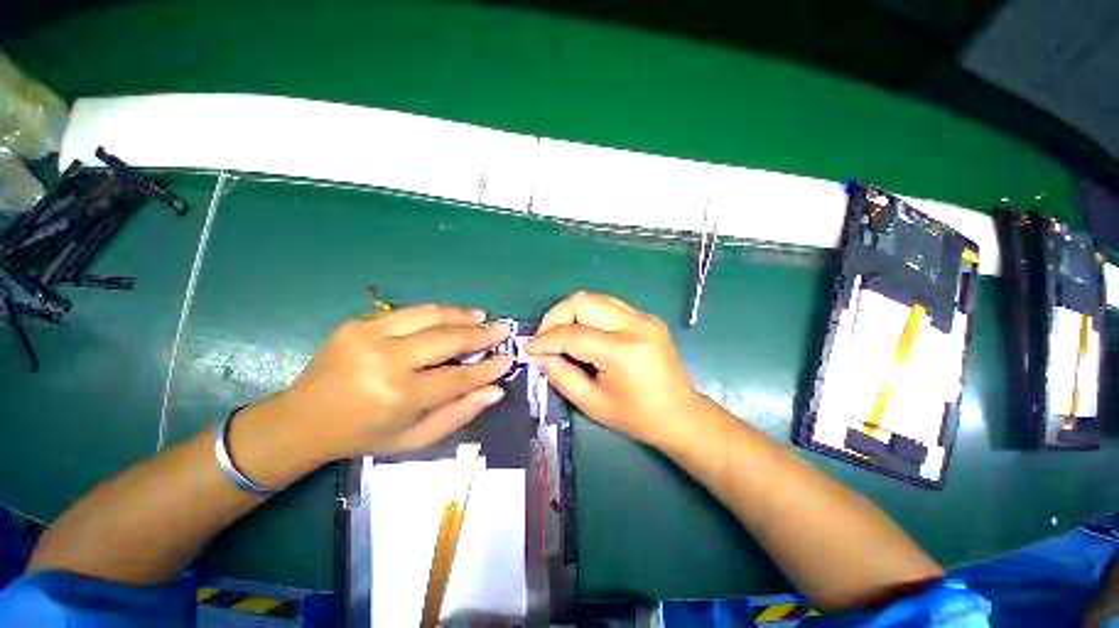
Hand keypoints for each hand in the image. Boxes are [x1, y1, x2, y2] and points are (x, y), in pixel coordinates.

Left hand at [266, 304, 513, 458]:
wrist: (301, 420)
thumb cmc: (363, 435)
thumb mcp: (415, 438)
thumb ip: (459, 413)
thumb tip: (495, 389)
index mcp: (400, 396)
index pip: (459, 376)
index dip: (488, 368)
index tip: (508, 359)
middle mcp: (387, 361)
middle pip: (448, 339)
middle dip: (482, 334)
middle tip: (503, 329)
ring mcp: (370, 336)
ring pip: (431, 315)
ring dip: (462, 315)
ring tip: (482, 316)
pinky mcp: (358, 322)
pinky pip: (409, 312)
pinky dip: (436, 313)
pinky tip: (451, 316)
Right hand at [524, 291, 702, 446]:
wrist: (682, 415)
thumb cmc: (638, 418)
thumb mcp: (593, 404)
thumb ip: (561, 376)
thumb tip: (540, 355)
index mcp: (623, 351)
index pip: (572, 334)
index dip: (545, 339)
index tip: (529, 348)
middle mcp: (635, 324)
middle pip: (582, 301)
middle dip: (556, 317)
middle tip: (546, 339)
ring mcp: (644, 317)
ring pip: (594, 298)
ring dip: (571, 313)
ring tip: (561, 336)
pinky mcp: (646, 317)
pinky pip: (607, 305)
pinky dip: (588, 315)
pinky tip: (584, 334)